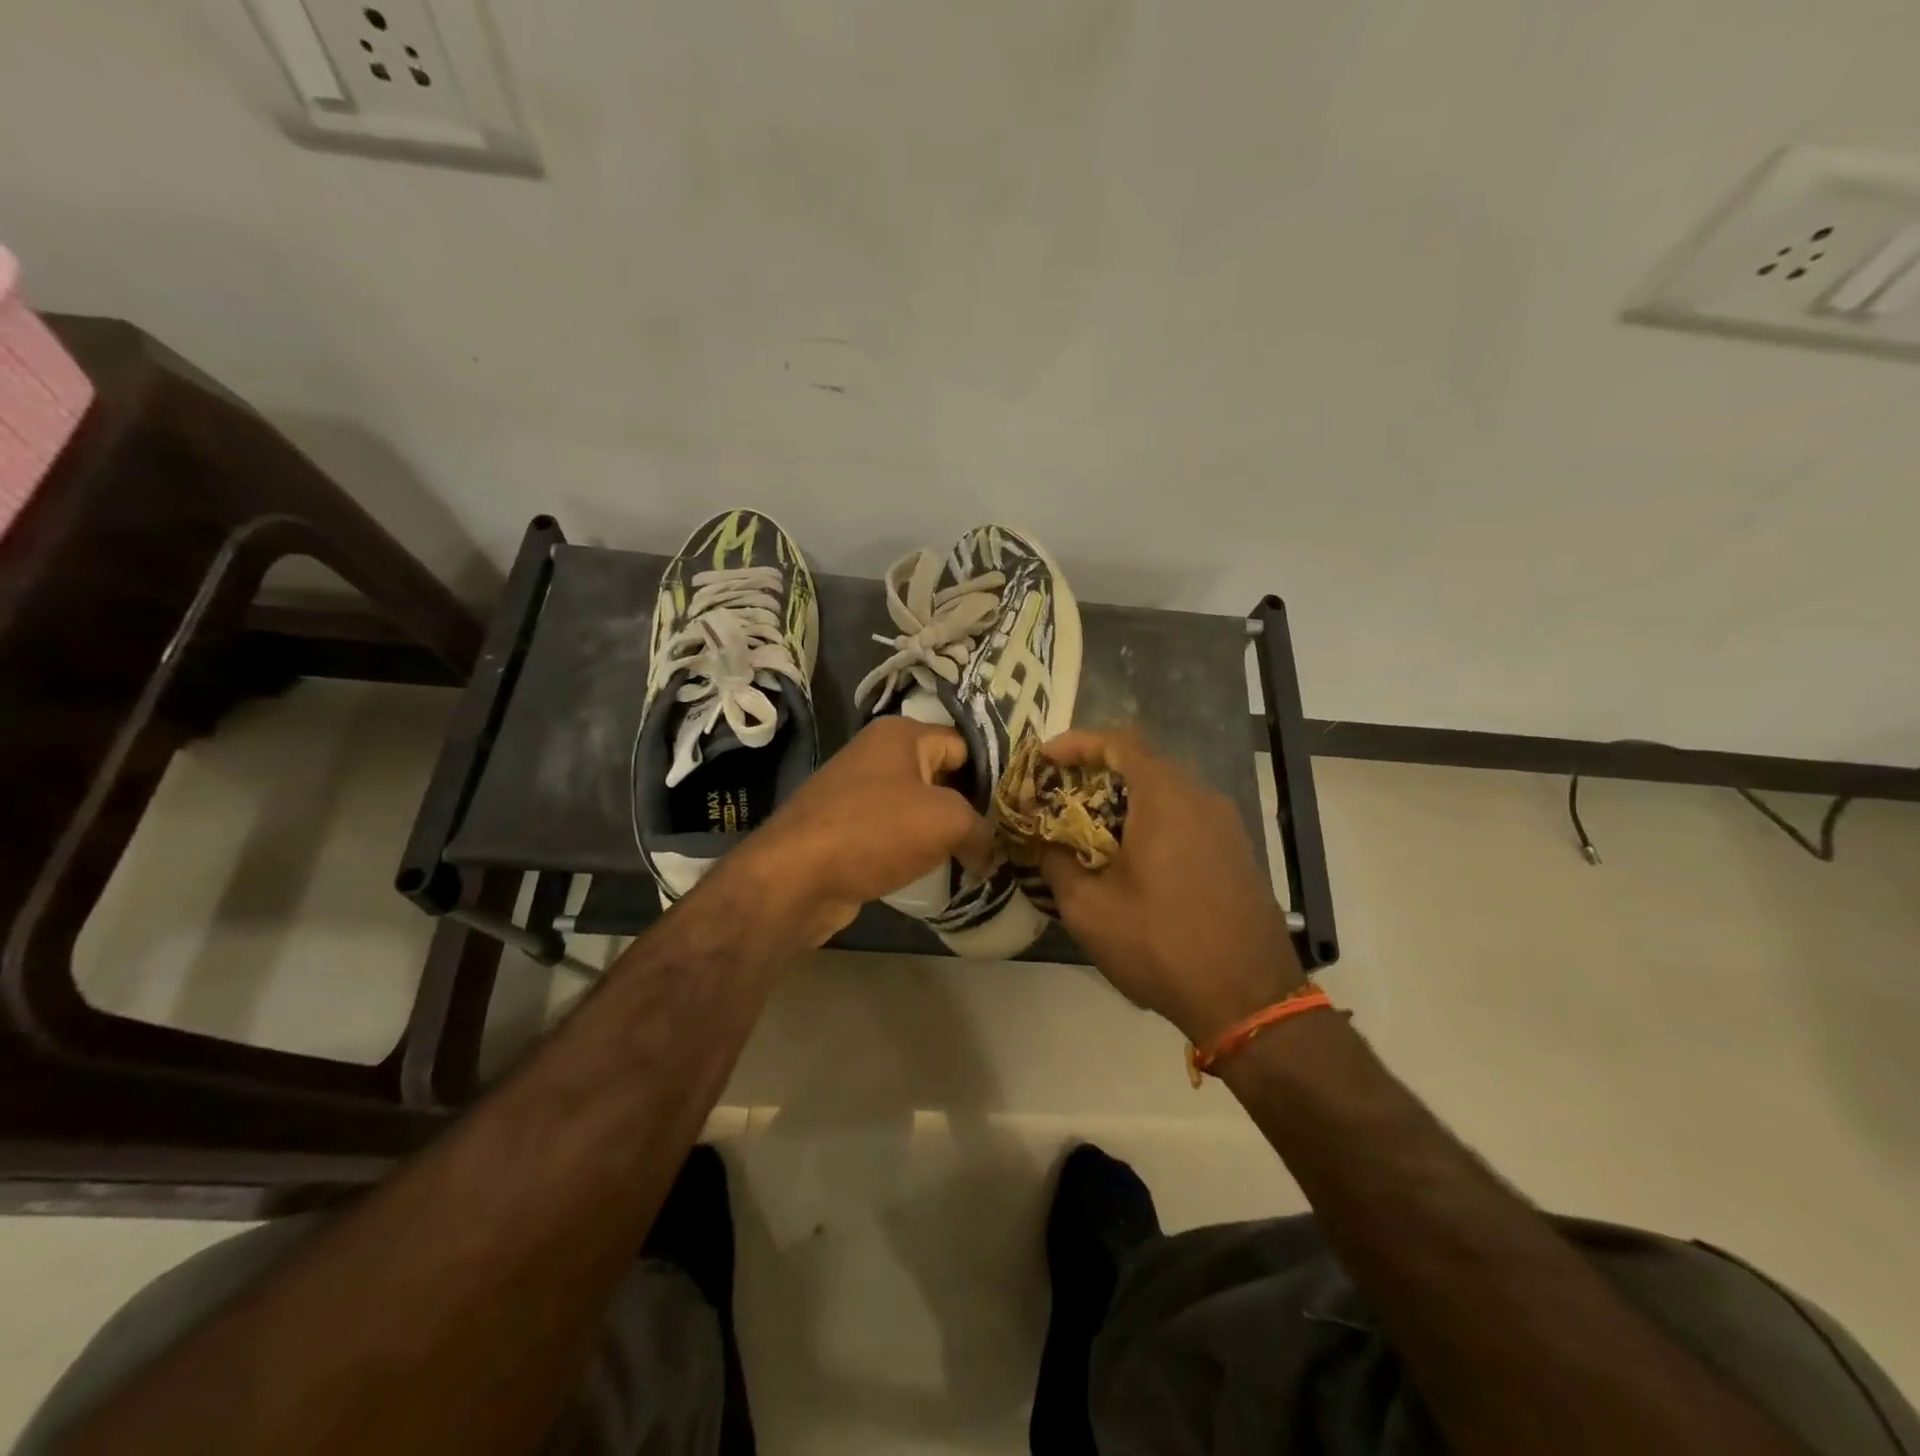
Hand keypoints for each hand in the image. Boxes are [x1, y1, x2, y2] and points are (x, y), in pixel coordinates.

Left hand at [730, 717, 991, 944]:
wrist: (795, 877)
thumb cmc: (875, 831)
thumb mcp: (946, 821)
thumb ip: (982, 829)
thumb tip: (992, 851)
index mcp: (901, 734)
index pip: (964, 744)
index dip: (993, 774)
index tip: (1016, 807)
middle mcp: (878, 753)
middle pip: (942, 774)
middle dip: (970, 805)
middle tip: (1003, 835)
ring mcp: (858, 791)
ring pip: (918, 806)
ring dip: (943, 831)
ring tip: (978, 856)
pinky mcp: (846, 827)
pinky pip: (895, 832)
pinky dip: (916, 849)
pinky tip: (938, 870)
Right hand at [1039, 729, 1305, 1044]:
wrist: (1249, 997)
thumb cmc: (1161, 944)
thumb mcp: (1089, 909)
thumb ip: (1057, 864)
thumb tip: (1044, 844)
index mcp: (1165, 799)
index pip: (1119, 742)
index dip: (1077, 742)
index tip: (1045, 759)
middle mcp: (1201, 798)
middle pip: (1144, 763)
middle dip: (1097, 773)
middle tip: (1061, 796)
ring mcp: (1226, 824)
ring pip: (1167, 792)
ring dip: (1126, 800)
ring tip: (1090, 828)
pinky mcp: (1237, 850)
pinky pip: (1187, 816)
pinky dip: (1153, 820)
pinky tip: (1132, 857)